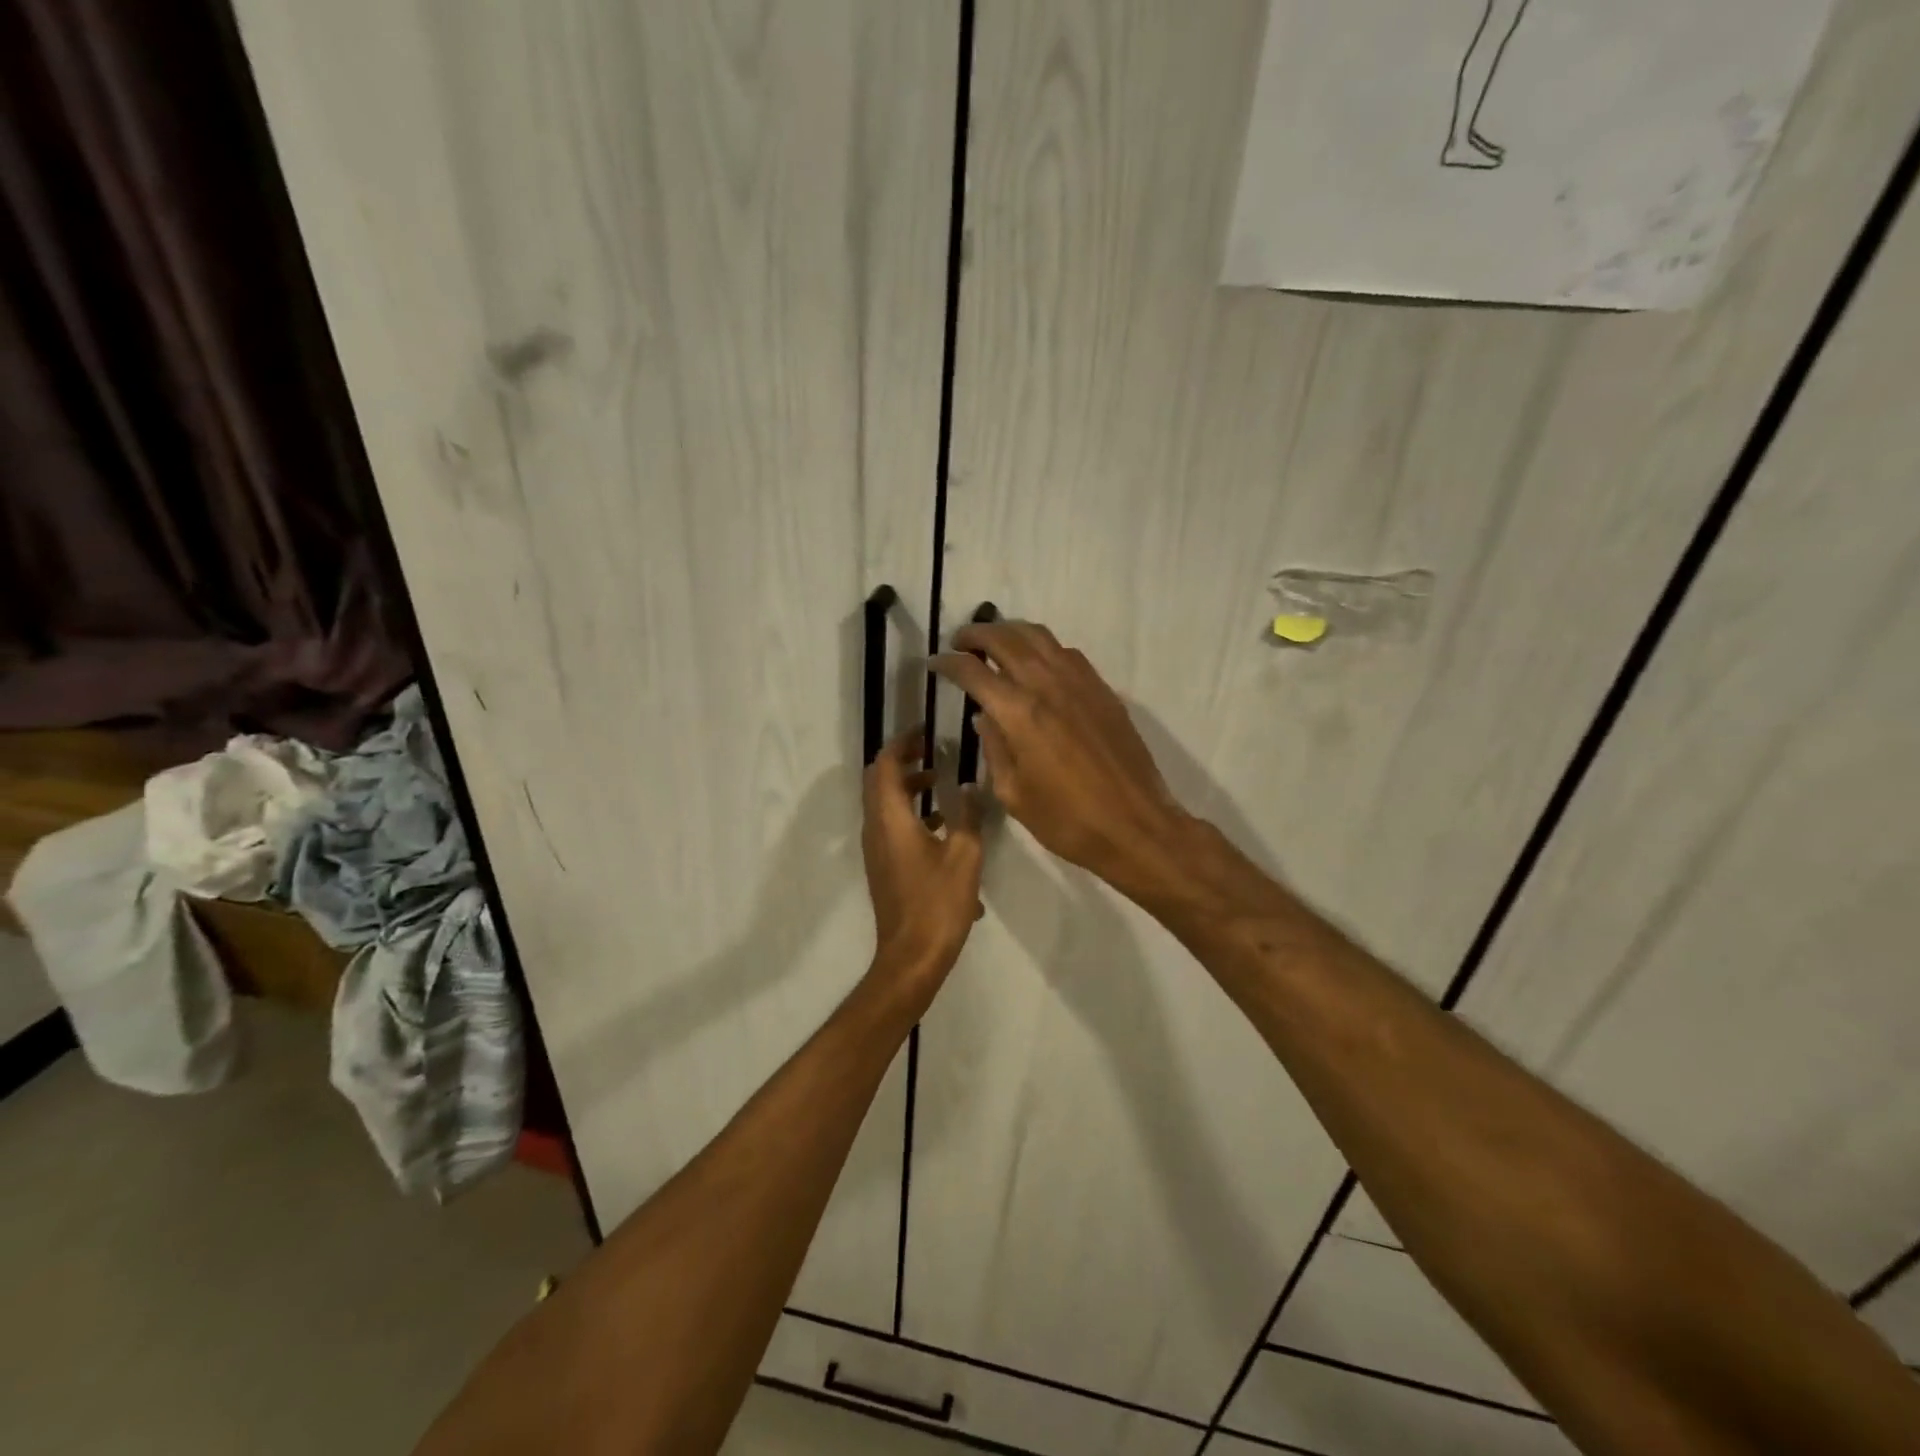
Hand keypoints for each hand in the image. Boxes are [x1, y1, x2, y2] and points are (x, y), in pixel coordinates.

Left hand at [862, 725, 984, 977]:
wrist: (911, 956)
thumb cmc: (938, 903)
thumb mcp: (964, 855)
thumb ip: (968, 815)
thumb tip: (971, 787)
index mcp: (891, 819)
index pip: (887, 765)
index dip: (903, 743)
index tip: (925, 731)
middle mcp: (876, 828)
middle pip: (879, 780)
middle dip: (903, 760)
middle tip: (932, 751)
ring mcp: (876, 849)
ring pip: (884, 804)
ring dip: (907, 788)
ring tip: (941, 784)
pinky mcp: (882, 865)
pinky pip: (890, 825)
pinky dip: (909, 812)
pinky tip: (942, 826)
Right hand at [931, 622, 1188, 888]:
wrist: (1134, 826)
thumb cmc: (1067, 820)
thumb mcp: (1013, 794)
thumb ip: (994, 748)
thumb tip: (984, 717)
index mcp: (1019, 713)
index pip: (973, 671)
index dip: (948, 662)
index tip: (935, 663)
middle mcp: (1047, 685)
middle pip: (1005, 639)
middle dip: (976, 634)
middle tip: (960, 642)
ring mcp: (1080, 683)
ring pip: (1039, 637)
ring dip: (1010, 632)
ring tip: (995, 643)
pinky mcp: (1102, 690)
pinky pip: (1067, 653)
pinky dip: (1043, 647)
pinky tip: (1037, 664)